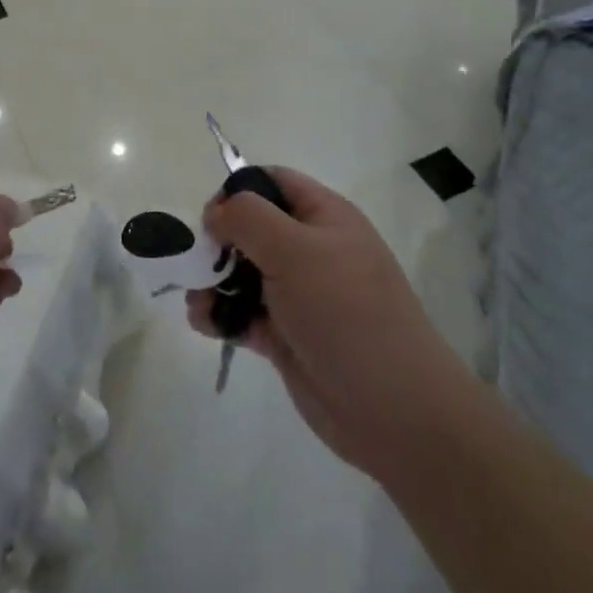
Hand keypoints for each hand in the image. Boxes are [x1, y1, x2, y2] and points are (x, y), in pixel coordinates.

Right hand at [187, 167, 460, 480]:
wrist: (394, 410)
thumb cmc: (345, 312)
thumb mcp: (294, 250)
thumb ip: (247, 218)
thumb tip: (215, 212)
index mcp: (324, 216)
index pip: (273, 182)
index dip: (238, 190)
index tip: (211, 217)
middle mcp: (311, 250)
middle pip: (251, 228)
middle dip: (218, 242)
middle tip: (198, 262)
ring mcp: (299, 295)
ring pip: (243, 273)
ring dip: (214, 282)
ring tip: (199, 301)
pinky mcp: (287, 336)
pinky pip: (244, 314)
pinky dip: (222, 315)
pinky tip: (206, 324)